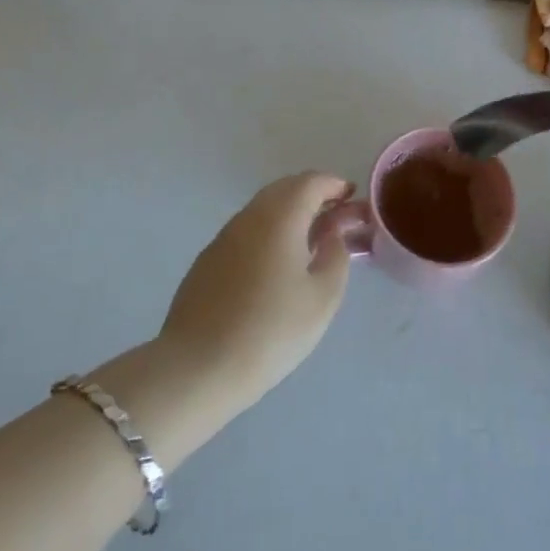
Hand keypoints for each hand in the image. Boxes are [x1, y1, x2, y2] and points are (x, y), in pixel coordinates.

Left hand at [157, 172, 356, 409]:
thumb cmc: (271, 330)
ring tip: (311, 240)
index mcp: (280, 217)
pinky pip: (247, 231)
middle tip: (335, 216)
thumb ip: (336, 255)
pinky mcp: (208, 260)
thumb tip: (332, 234)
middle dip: (313, 195)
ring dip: (290, 213)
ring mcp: (224, 237)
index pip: (310, 182)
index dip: (334, 184)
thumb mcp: (322, 297)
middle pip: (285, 189)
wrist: (198, 368)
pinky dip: (270, 232)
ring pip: (263, 209)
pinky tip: (277, 262)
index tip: (352, 196)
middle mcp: (249, 217)